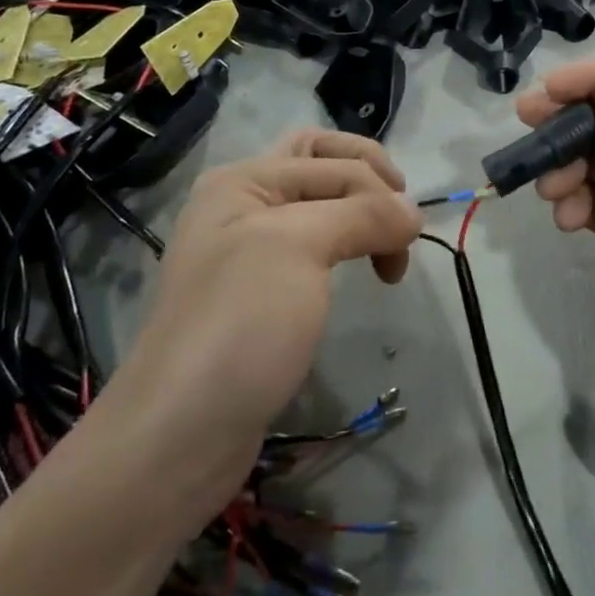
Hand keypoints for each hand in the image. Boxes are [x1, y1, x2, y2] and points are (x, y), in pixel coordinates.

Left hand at [99, 129, 421, 504]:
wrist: (180, 434)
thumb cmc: (239, 324)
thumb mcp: (299, 248)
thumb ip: (362, 215)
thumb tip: (413, 214)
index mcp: (243, 181)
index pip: (333, 161)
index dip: (379, 192)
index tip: (408, 240)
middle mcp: (243, 205)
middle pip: (321, 164)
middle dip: (369, 179)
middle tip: (400, 217)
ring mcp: (249, 251)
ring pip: (321, 207)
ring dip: (361, 214)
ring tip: (387, 252)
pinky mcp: (261, 293)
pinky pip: (313, 247)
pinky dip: (345, 246)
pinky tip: (357, 269)